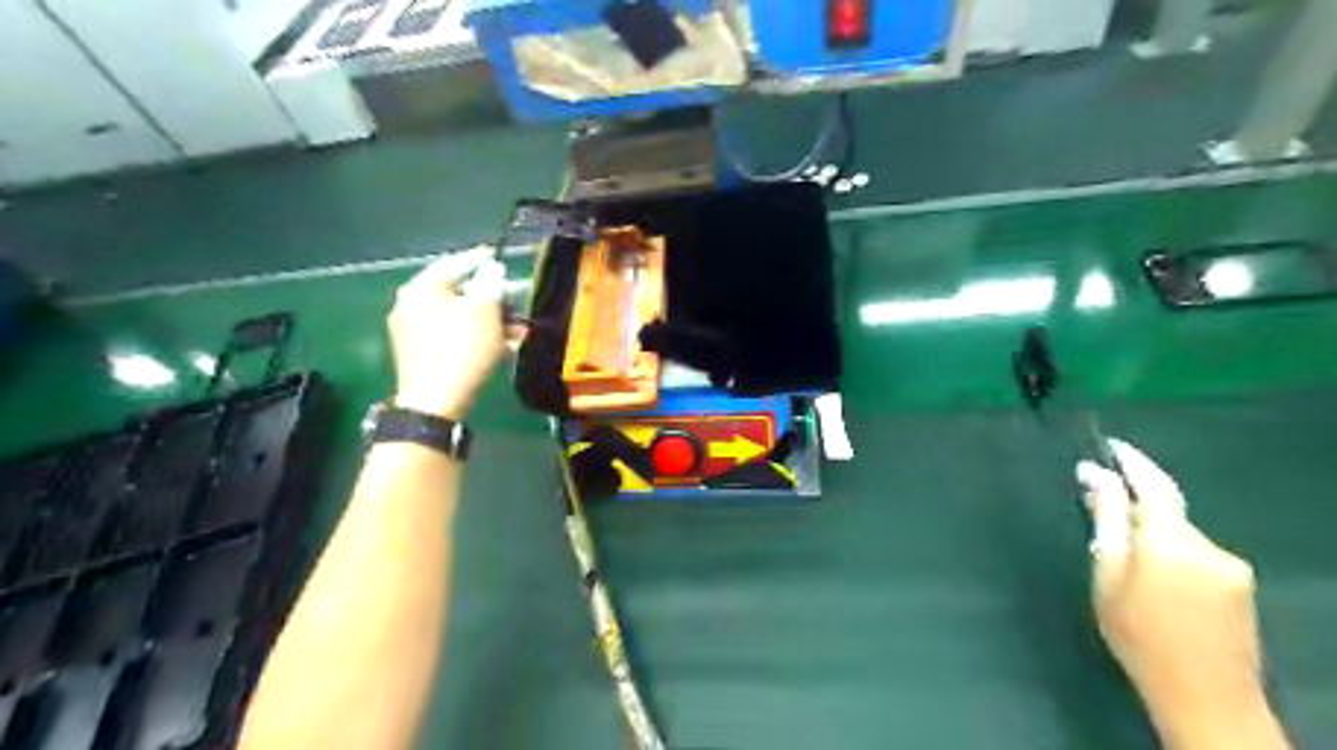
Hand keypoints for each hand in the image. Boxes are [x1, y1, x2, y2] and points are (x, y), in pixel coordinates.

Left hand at [392, 246, 509, 419]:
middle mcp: (410, 303)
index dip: (481, 259)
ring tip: (517, 329)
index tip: (499, 256)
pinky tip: (499, 344)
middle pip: (457, 291)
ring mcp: (411, 330)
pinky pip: (451, 333)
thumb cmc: (462, 348)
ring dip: (488, 319)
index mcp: (422, 287)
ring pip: (457, 315)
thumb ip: (491, 284)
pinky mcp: (418, 353)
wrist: (436, 400)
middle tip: (515, 299)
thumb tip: (492, 270)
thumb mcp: (485, 311)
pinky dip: (474, 334)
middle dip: (491, 297)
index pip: (455, 263)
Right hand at [1072, 439, 1285, 748]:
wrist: (1206, 698)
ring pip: (1180, 534)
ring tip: (1126, 564)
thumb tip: (1094, 476)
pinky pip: (1197, 553)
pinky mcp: (1241, 585)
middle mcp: (1208, 545)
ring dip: (1153, 535)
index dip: (1131, 461)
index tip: (1110, 444)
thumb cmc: (1138, 635)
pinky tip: (1156, 583)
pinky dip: (1172, 553)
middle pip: (1166, 510)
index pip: (1152, 485)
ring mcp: (1231, 566)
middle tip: (1100, 511)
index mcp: (1169, 541)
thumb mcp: (1108, 576)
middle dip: (1135, 506)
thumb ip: (1106, 522)